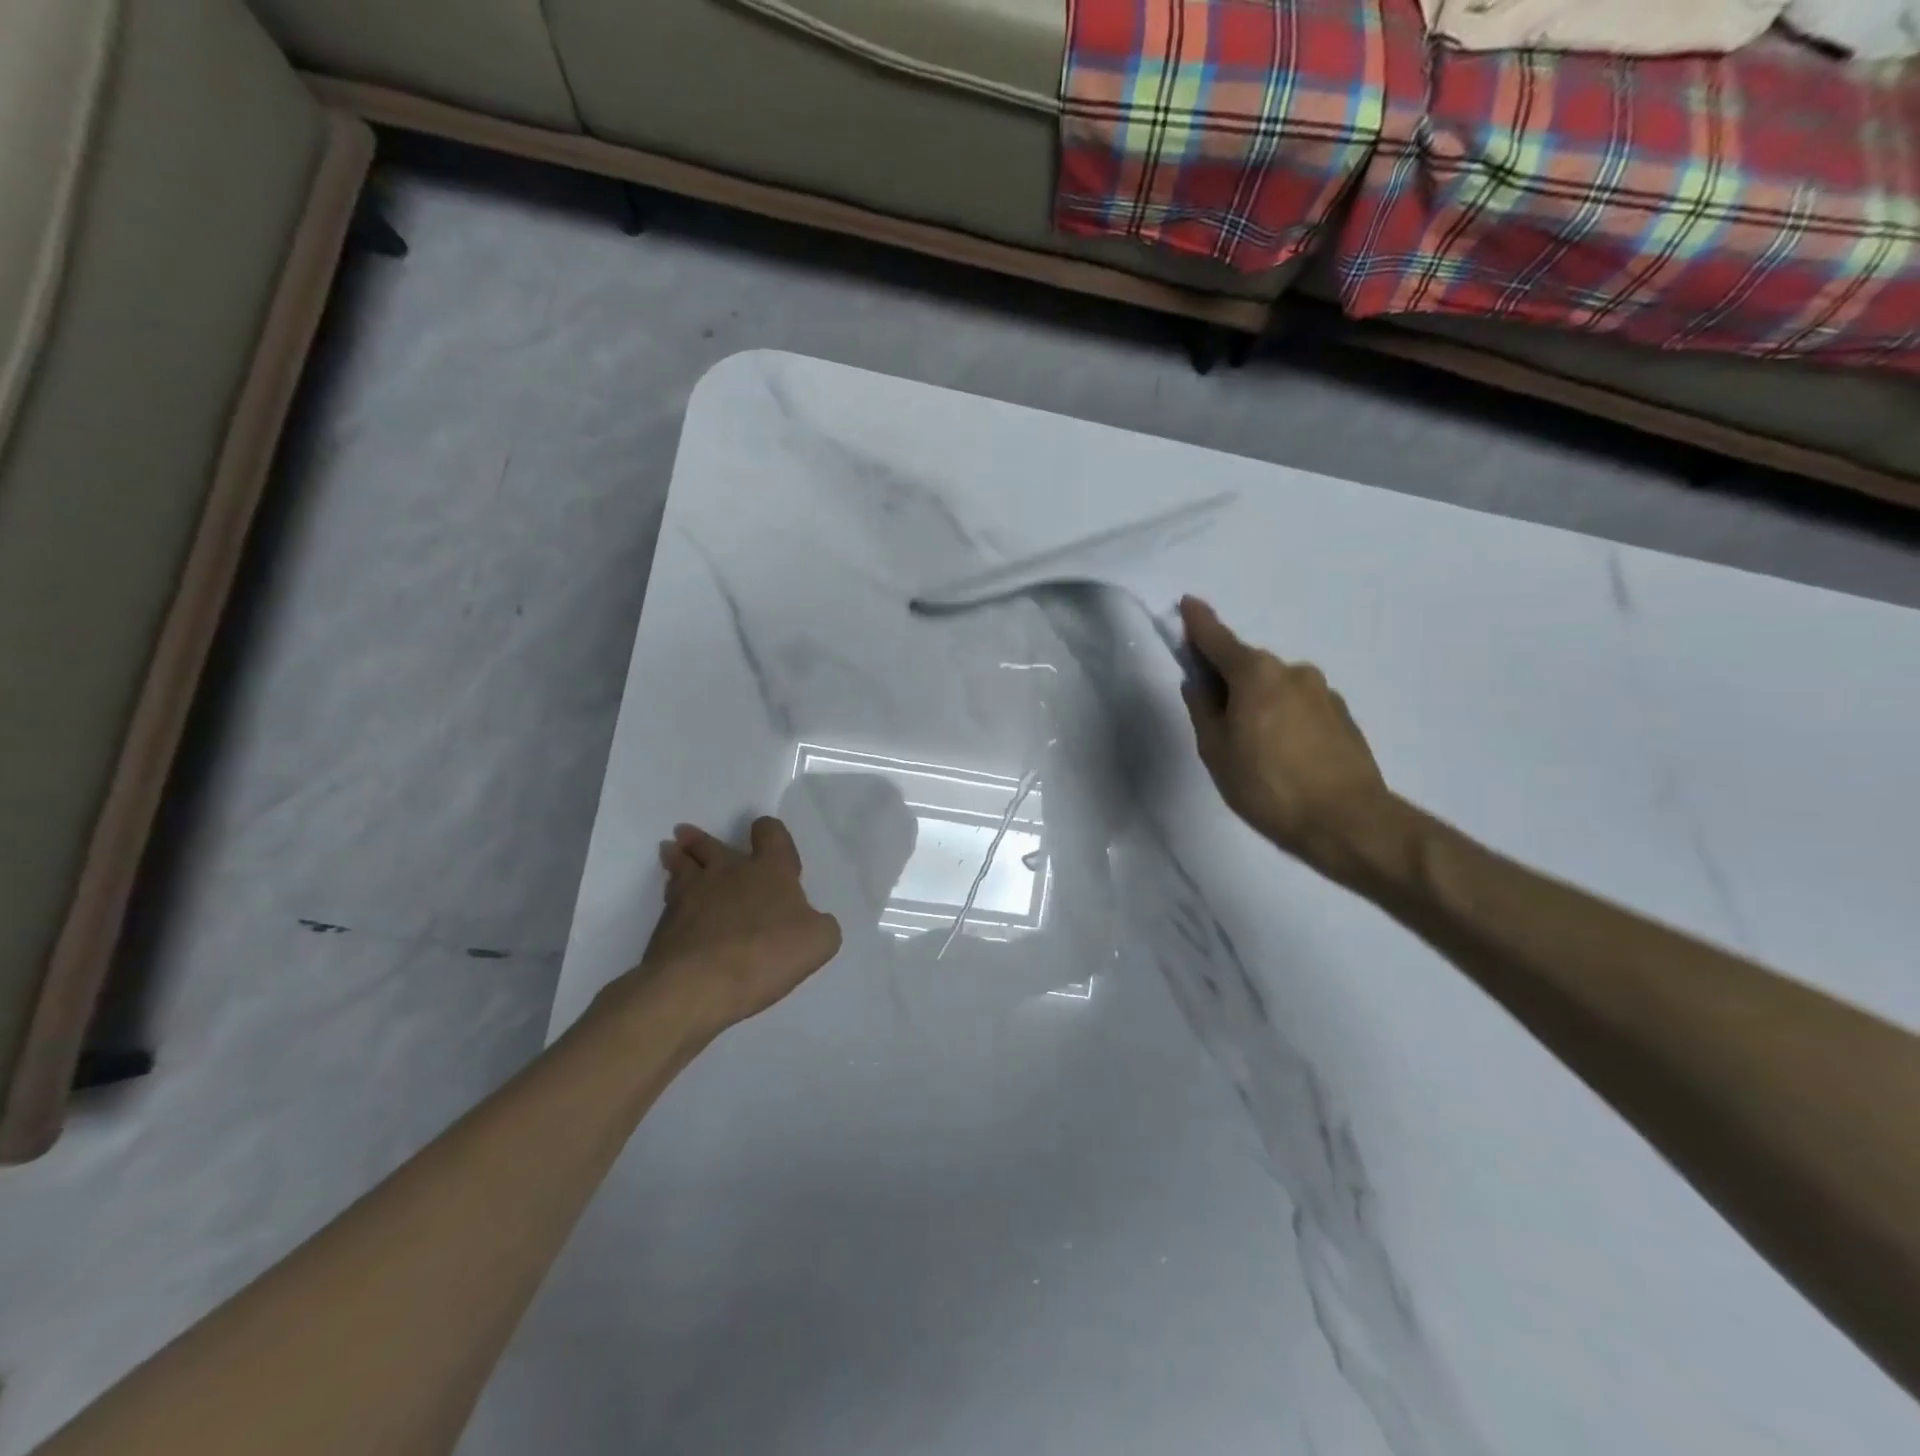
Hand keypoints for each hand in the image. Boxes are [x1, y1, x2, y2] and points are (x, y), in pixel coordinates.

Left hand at [612, 817, 842, 1032]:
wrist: (698, 984)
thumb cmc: (766, 953)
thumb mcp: (819, 941)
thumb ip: (820, 924)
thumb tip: (811, 921)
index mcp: (770, 870)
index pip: (771, 834)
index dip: (769, 831)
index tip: (762, 833)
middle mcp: (729, 872)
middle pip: (711, 845)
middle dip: (702, 840)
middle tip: (687, 834)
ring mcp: (691, 895)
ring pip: (681, 866)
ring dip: (677, 857)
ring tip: (671, 851)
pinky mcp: (665, 924)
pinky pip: (670, 900)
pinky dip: (672, 898)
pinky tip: (674, 905)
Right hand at [1179, 597, 1396, 878]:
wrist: (1347, 822)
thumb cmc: (1267, 786)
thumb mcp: (1216, 751)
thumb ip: (1203, 710)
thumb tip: (1198, 684)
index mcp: (1255, 674)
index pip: (1218, 639)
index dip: (1198, 623)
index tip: (1188, 603)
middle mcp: (1292, 671)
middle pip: (1248, 666)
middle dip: (1228, 680)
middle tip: (1214, 718)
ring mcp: (1323, 692)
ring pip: (1276, 688)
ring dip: (1258, 703)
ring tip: (1252, 747)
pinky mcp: (1342, 716)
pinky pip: (1299, 706)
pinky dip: (1284, 718)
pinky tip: (1282, 754)